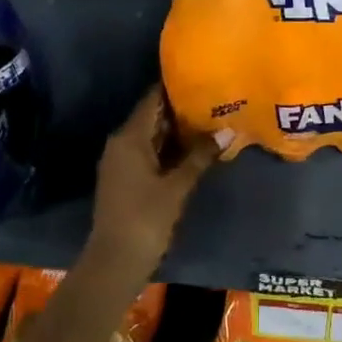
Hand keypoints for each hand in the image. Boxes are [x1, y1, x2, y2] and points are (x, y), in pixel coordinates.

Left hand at [87, 85, 217, 279]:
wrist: (115, 262)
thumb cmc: (145, 218)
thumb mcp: (177, 186)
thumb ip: (200, 156)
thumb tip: (227, 132)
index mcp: (129, 137)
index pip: (152, 100)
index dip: (174, 88)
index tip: (200, 78)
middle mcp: (121, 143)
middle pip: (152, 117)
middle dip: (180, 110)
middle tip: (212, 100)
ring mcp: (121, 162)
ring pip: (151, 136)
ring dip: (176, 132)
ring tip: (209, 121)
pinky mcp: (125, 179)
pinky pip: (148, 153)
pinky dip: (168, 149)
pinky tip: (193, 150)